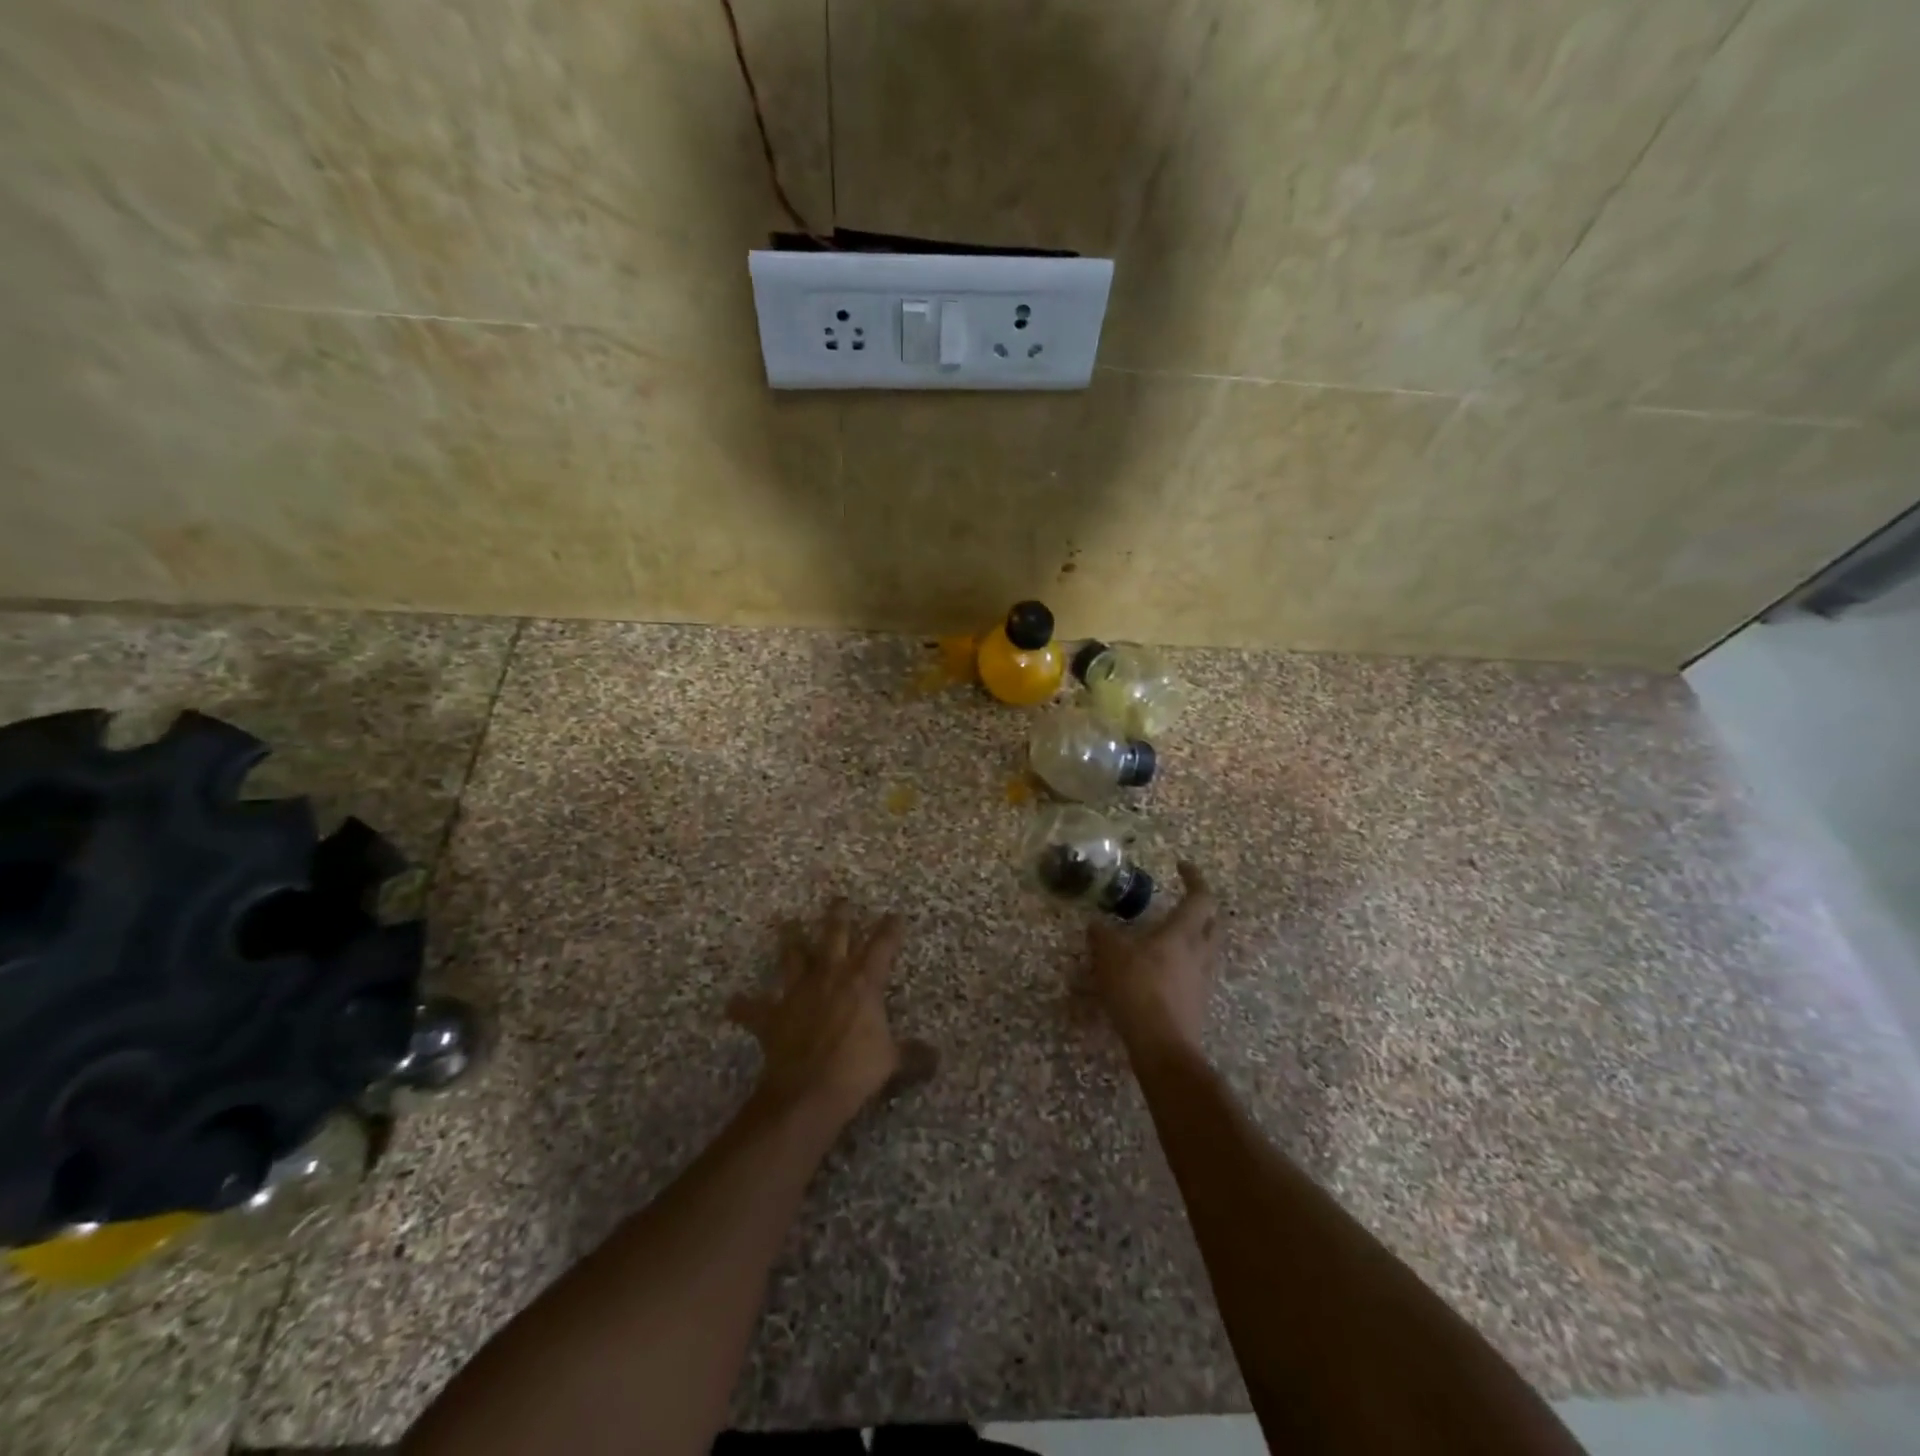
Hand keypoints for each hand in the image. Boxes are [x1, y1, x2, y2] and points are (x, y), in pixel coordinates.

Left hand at [727, 898, 932, 1127]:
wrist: (808, 1091)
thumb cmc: (856, 1069)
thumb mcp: (892, 1061)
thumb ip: (914, 1055)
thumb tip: (936, 1057)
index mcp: (864, 981)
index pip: (882, 945)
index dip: (890, 928)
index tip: (895, 915)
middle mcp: (831, 976)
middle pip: (835, 934)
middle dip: (839, 915)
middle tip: (840, 899)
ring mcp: (798, 992)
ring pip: (792, 956)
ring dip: (789, 940)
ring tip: (786, 923)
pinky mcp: (772, 1015)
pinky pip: (752, 1009)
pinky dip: (743, 1006)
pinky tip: (732, 1002)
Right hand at [1086, 860, 1221, 1058]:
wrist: (1162, 1046)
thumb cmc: (1138, 990)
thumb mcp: (1109, 956)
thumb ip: (1102, 935)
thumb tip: (1096, 923)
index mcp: (1182, 933)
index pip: (1200, 897)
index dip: (1194, 878)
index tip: (1181, 866)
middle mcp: (1199, 953)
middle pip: (1214, 923)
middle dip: (1203, 908)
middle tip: (1185, 901)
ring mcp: (1202, 980)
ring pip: (1208, 949)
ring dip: (1196, 937)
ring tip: (1171, 936)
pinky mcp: (1198, 1004)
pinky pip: (1197, 974)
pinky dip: (1185, 964)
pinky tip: (1164, 971)